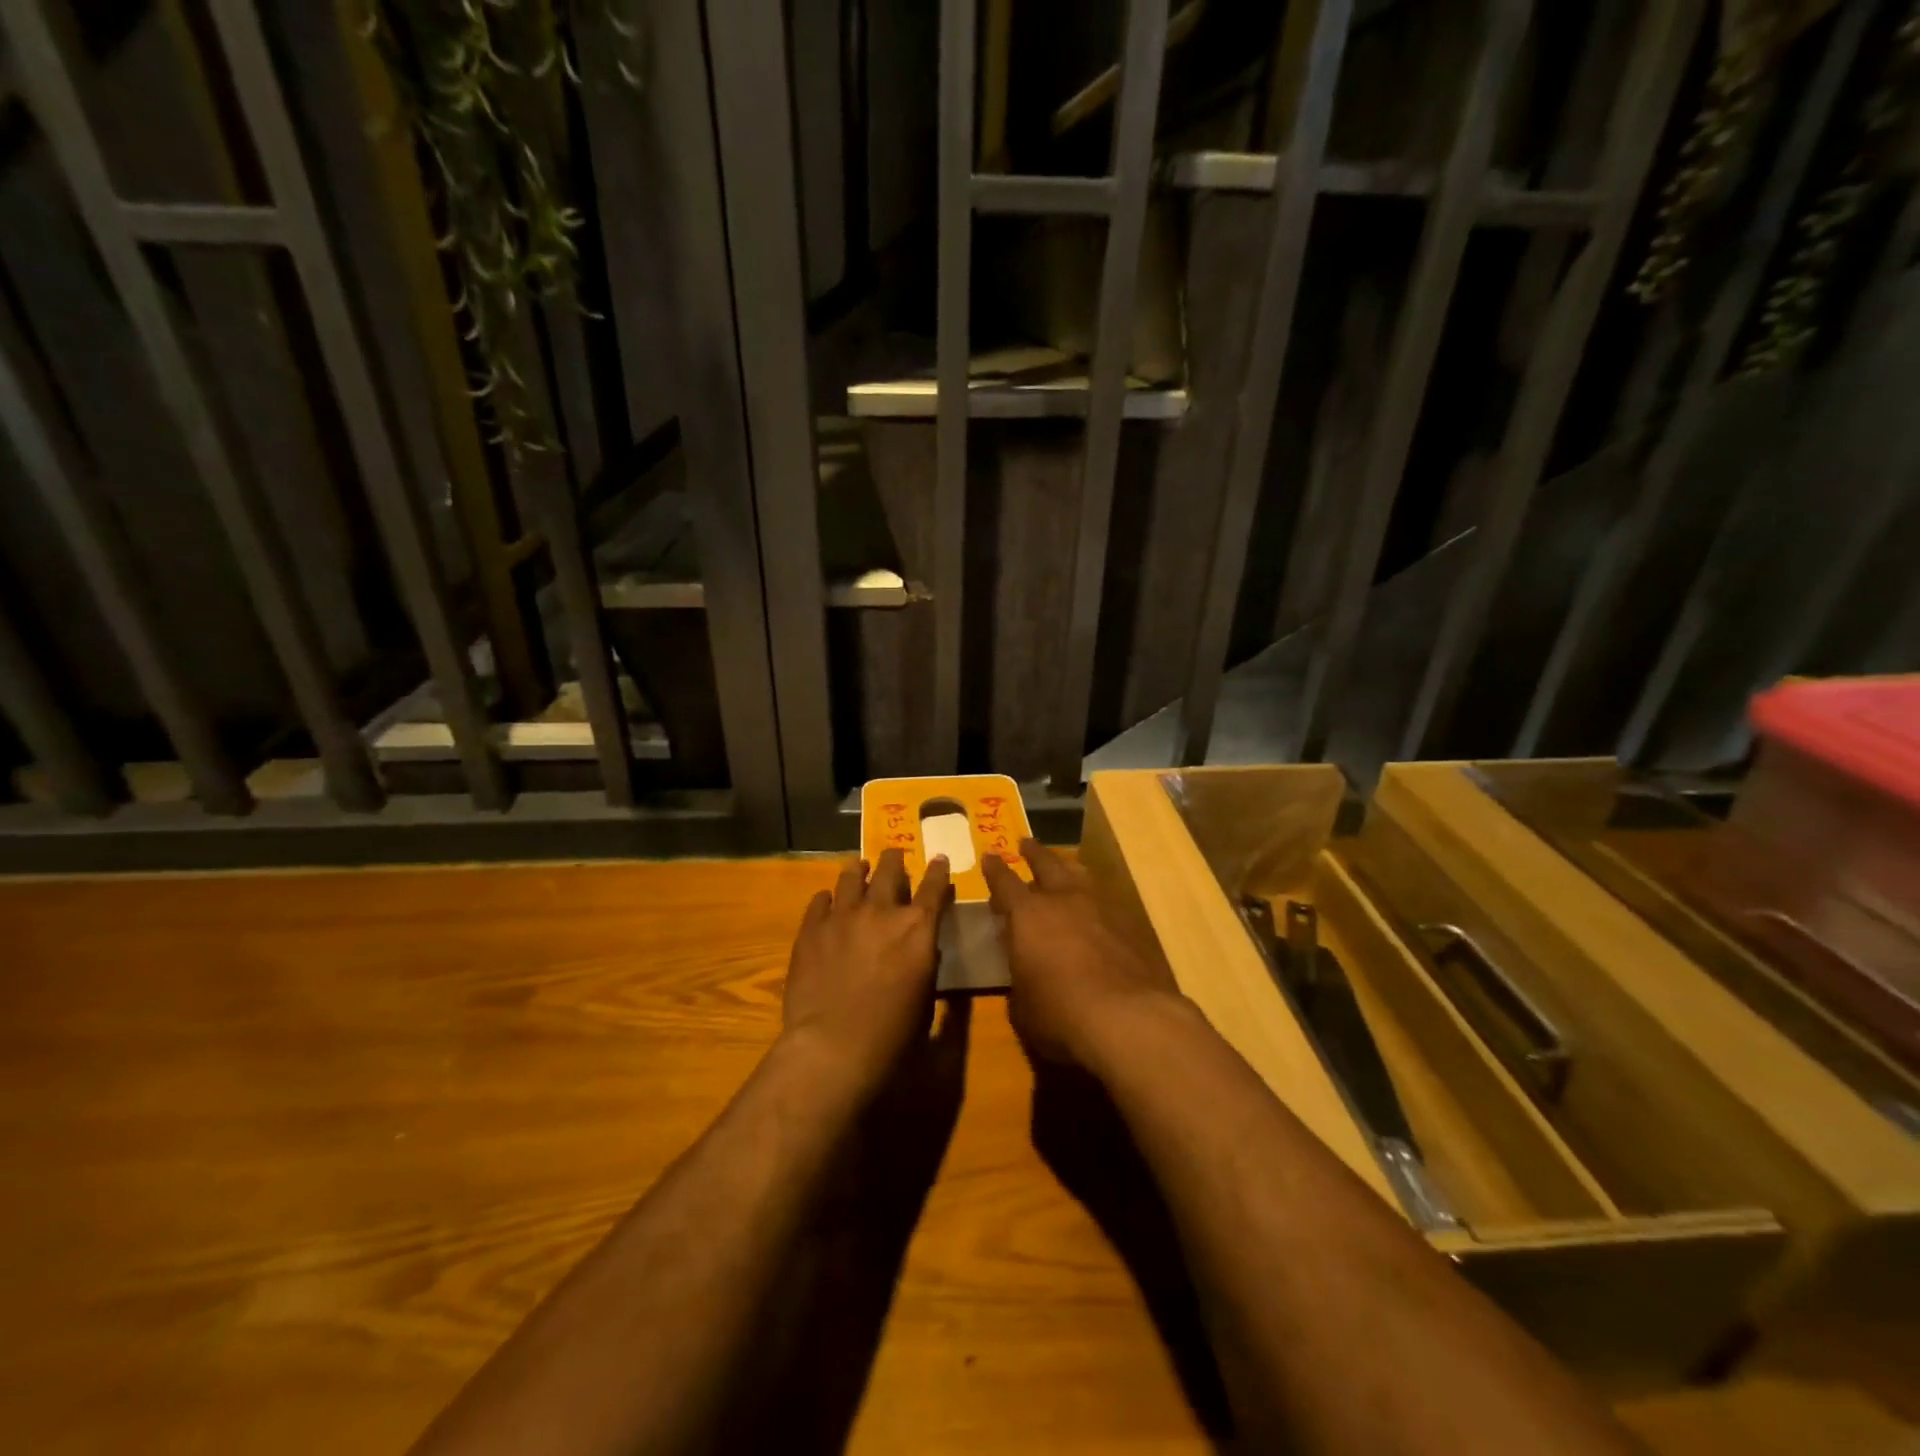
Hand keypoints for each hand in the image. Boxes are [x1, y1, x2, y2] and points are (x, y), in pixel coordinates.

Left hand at [782, 849, 951, 1093]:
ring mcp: (842, 916)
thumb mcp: (925, 998)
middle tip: (895, 855)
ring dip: (859, 870)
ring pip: (851, 876)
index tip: (938, 858)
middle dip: (895, 859)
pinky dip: (827, 898)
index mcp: (917, 928)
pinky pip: (820, 900)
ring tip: (858, 867)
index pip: (934, 887)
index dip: (938, 870)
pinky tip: (827, 900)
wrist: (832, 1046)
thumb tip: (922, 947)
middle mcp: (881, 911)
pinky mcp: (811, 929)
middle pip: (890, 870)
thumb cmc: (891, 1034)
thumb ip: (925, 963)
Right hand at [982, 840, 1182, 1068]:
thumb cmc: (1060, 1013)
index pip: (1005, 883)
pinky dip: (1095, 902)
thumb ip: (1020, 980)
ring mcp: (1100, 910)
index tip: (990, 856)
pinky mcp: (1130, 927)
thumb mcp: (1022, 1006)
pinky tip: (1097, 911)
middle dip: (1034, 853)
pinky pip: (1106, 903)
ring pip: (1081, 877)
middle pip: (1047, 865)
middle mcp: (1063, 901)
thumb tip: (1025, 975)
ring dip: (1068, 870)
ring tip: (1065, 866)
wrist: (1127, 1018)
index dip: (995, 870)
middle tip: (1026, 842)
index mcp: (1028, 915)